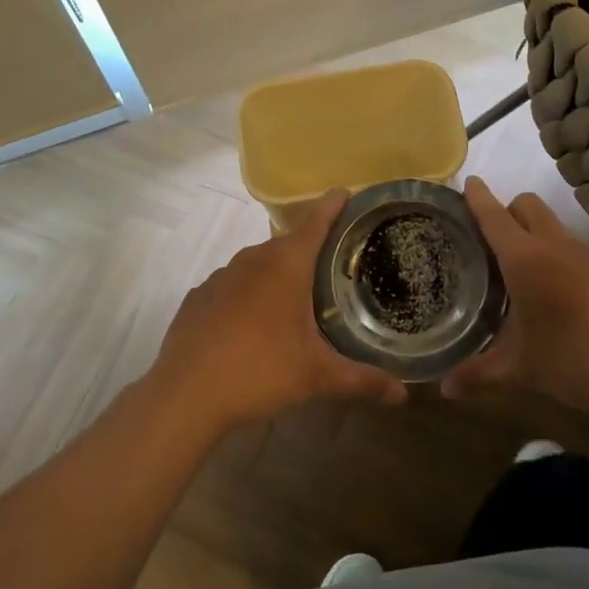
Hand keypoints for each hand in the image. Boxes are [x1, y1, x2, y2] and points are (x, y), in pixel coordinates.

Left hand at [148, 190, 407, 436]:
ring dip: (277, 272)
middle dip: (310, 248)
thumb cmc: (259, 372)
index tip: (346, 193)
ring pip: (258, 263)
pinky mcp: (199, 296)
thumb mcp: (316, 376)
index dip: (333, 206)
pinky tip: (252, 321)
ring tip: (295, 296)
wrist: (185, 395)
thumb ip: (362, 379)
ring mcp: (221, 276)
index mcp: (286, 265)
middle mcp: (253, 259)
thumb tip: (403, 395)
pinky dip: (248, 292)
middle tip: (333, 264)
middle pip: (288, 243)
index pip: (316, 222)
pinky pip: (233, 284)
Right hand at [441, 177, 588, 422]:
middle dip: (505, 209)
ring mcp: (584, 255)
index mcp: (525, 258)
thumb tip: (444, 389)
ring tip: (513, 266)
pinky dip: (552, 251)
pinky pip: (569, 245)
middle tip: (485, 238)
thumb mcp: (522, 369)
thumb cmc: (576, 360)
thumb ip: (479, 373)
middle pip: (526, 204)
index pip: (494, 215)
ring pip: (550, 223)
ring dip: (529, 230)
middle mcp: (554, 245)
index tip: (466, 182)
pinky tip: (548, 288)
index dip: (478, 197)